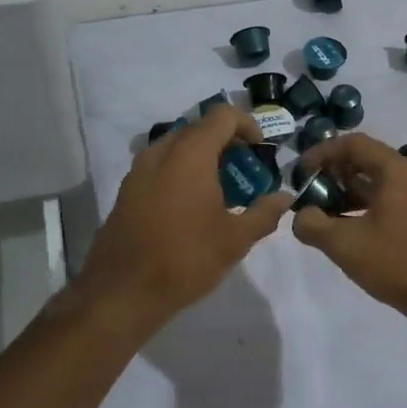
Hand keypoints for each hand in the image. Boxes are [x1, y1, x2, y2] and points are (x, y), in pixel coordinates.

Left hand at [75, 104, 292, 328]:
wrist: (122, 292)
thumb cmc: (185, 259)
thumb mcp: (235, 240)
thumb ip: (264, 213)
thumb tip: (285, 197)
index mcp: (190, 154)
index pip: (223, 115)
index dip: (247, 125)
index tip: (260, 151)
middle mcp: (161, 152)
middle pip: (199, 129)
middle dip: (226, 144)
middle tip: (244, 174)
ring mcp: (139, 170)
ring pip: (177, 147)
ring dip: (201, 158)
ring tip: (219, 191)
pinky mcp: (127, 190)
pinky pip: (160, 166)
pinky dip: (180, 172)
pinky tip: (190, 207)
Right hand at [291, 133, 406, 324]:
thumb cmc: (397, 263)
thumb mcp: (344, 245)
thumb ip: (313, 225)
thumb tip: (301, 216)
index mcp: (397, 170)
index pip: (354, 143)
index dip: (322, 153)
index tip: (301, 172)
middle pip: (367, 159)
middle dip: (334, 171)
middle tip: (310, 190)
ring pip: (379, 180)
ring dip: (349, 189)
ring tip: (324, 210)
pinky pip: (391, 197)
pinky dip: (367, 204)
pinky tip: (350, 226)